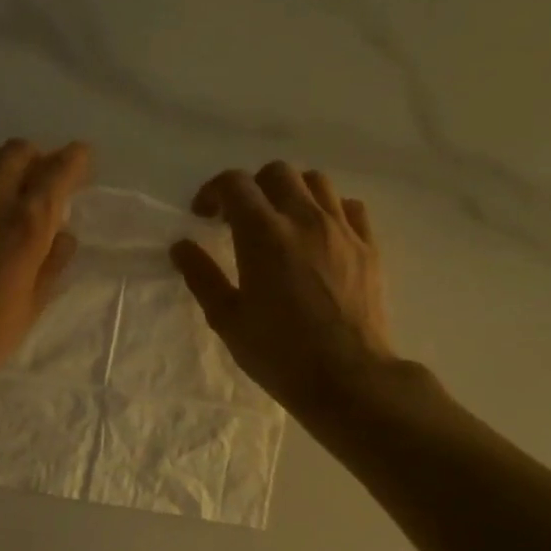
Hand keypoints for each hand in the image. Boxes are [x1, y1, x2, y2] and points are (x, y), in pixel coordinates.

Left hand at [0, 138, 91, 416]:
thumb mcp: (31, 306)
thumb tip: (64, 234)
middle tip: (44, 179)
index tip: (82, 159)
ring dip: (3, 160)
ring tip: (8, 182)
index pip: (58, 171)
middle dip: (39, 159)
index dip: (76, 160)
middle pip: (20, 151)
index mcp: (26, 223)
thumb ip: (52, 263)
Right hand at [171, 162, 398, 422]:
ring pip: (316, 182)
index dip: (213, 191)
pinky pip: (350, 207)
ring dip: (291, 192)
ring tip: (281, 221)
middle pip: (277, 173)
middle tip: (239, 219)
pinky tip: (319, 234)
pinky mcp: (368, 246)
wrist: (348, 378)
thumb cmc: (279, 353)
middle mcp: (304, 219)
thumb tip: (181, 246)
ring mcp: (342, 229)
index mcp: (263, 234)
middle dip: (252, 187)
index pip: (235, 184)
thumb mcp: (227, 320)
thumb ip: (202, 276)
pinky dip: (328, 209)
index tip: (203, 215)